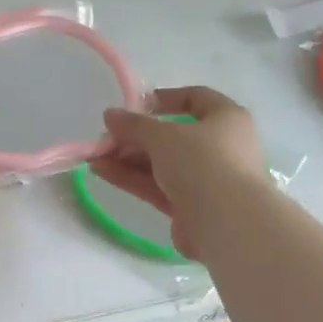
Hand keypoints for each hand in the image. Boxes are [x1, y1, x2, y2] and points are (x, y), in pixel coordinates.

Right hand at [90, 86, 266, 260]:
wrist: (227, 223)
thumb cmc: (202, 163)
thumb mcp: (163, 136)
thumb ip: (134, 125)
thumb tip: (110, 115)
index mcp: (226, 119)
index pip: (196, 98)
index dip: (165, 98)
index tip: (135, 105)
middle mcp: (220, 147)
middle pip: (173, 136)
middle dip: (136, 137)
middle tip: (106, 139)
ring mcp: (206, 180)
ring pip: (162, 164)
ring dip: (128, 159)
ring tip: (95, 157)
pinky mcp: (190, 207)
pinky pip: (158, 187)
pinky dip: (132, 178)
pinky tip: (102, 172)